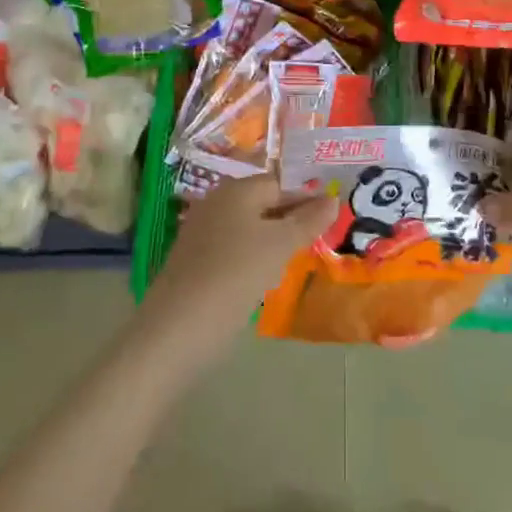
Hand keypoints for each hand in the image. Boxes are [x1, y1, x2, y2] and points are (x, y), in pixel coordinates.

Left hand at [140, 176, 334, 357]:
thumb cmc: (236, 274)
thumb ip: (308, 221)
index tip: (331, 218)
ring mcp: (203, 232)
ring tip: (296, 260)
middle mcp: (217, 203)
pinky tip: (265, 279)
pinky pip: (234, 249)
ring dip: (273, 241)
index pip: (280, 183)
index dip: (306, 198)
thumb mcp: (280, 245)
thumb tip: (333, 199)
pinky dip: (253, 259)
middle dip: (291, 219)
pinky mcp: (196, 261)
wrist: (179, 328)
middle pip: (263, 204)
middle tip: (318, 239)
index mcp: (237, 190)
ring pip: (249, 228)